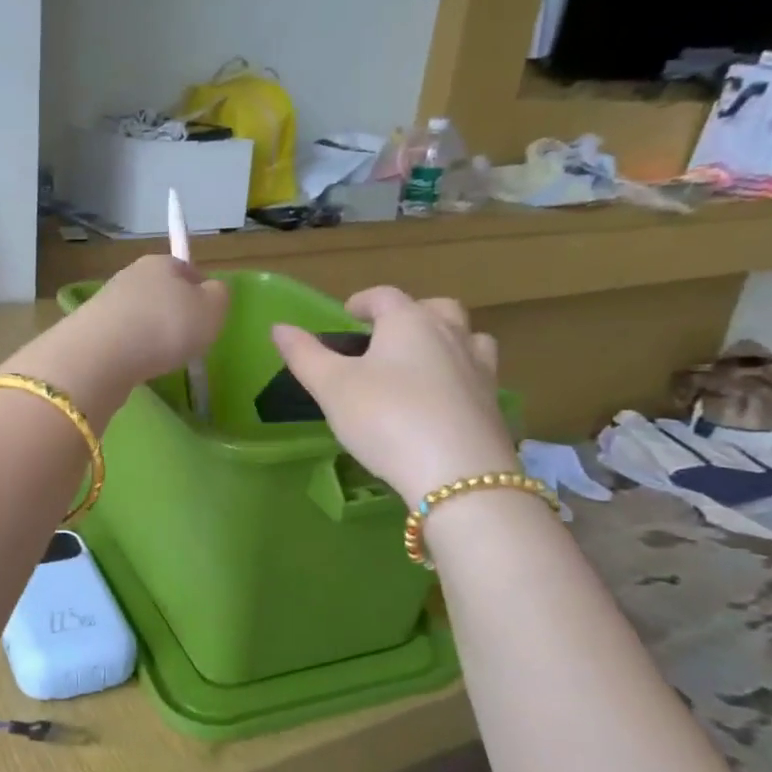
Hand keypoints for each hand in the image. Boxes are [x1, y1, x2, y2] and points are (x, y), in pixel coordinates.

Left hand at [76, 254, 229, 382]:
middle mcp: (130, 276)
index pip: (187, 269)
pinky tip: (137, 364)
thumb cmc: (166, 326)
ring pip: (139, 315)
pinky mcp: (91, 330)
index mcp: (161, 263)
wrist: (102, 355)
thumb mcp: (212, 309)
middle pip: (160, 292)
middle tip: (186, 340)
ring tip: (161, 357)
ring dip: (150, 333)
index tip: (206, 317)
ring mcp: (107, 303)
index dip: (200, 291)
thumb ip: (219, 296)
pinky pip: (122, 337)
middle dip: (173, 314)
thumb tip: (211, 290)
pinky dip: (132, 349)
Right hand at [272, 288, 515, 501]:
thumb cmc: (386, 418)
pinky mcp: (493, 405)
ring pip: (469, 339)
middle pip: (437, 308)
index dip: (363, 301)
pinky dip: (460, 377)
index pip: (385, 296)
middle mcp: (450, 336)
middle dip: (412, 313)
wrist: (458, 475)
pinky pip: (478, 376)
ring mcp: (479, 370)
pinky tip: (442, 401)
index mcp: (409, 323)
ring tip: (422, 363)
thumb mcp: (332, 388)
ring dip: (446, 340)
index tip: (348, 314)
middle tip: (388, 335)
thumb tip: (279, 327)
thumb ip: (304, 355)